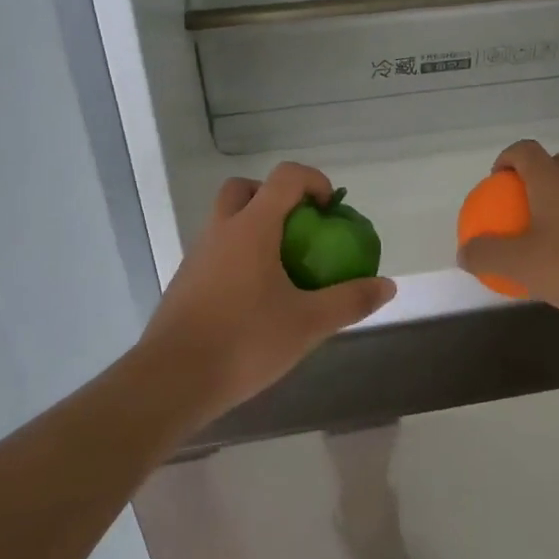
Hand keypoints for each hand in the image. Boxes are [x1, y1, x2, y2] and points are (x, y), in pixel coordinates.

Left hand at [139, 163, 396, 426]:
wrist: (171, 381)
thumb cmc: (244, 342)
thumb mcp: (308, 324)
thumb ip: (349, 301)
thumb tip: (387, 285)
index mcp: (251, 227)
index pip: (285, 177)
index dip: (313, 181)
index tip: (331, 208)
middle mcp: (221, 230)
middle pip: (245, 189)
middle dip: (275, 197)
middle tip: (299, 228)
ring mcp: (197, 255)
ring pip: (226, 219)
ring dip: (255, 226)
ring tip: (282, 266)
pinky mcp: (185, 281)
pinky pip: (216, 249)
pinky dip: (239, 254)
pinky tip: (255, 297)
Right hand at [456, 140, 558, 335]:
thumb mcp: (522, 265)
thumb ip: (488, 256)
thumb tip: (465, 251)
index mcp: (552, 178)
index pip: (524, 150)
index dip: (506, 158)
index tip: (495, 182)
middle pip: (555, 162)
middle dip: (536, 177)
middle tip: (520, 206)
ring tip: (545, 236)